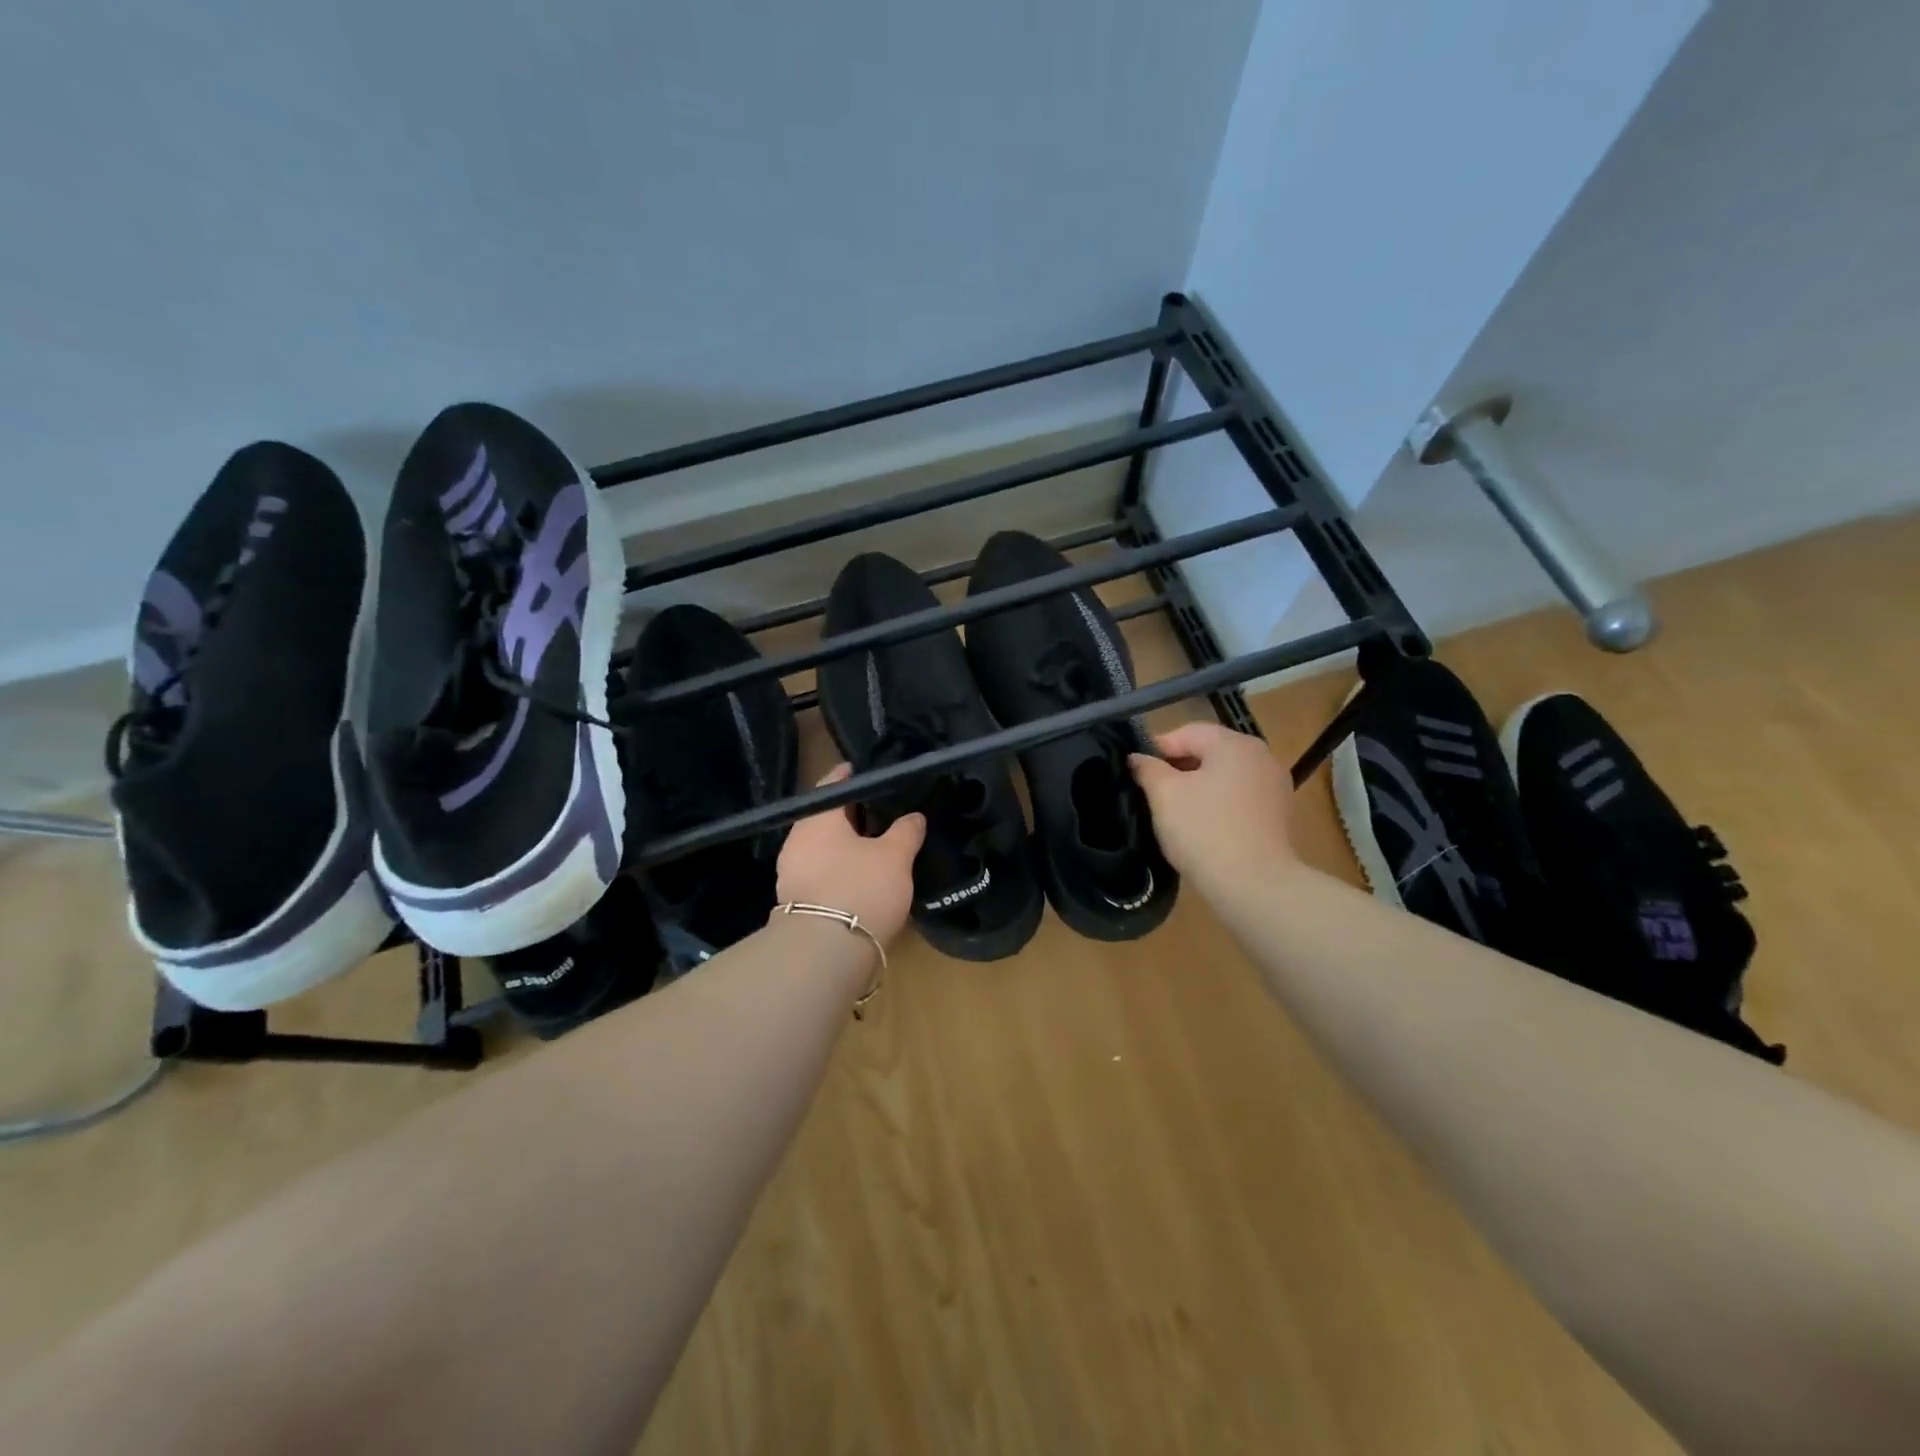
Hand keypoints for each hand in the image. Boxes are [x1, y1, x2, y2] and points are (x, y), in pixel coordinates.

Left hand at [776, 764, 925, 944]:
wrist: (824, 953)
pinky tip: (860, 877)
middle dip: (850, 814)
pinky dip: (838, 868)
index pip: (831, 785)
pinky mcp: (795, 902)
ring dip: (844, 844)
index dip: (848, 776)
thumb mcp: (895, 857)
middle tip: (879, 811)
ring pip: (822, 847)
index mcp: (817, 819)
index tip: (863, 769)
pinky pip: (819, 871)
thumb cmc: (860, 889)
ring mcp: (791, 873)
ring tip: (874, 846)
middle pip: (825, 817)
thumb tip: (914, 816)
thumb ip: (906, 831)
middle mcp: (797, 840)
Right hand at [1130, 722, 1297, 895]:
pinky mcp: (1278, 815)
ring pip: (1224, 777)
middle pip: (1208, 752)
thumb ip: (1147, 769)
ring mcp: (1275, 786)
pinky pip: (1239, 799)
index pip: (1187, 733)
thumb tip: (1137, 758)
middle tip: (1151, 793)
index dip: (1157, 749)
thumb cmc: (1204, 830)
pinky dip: (1218, 806)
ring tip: (1174, 813)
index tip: (1136, 773)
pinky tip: (1202, 828)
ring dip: (1197, 788)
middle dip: (1178, 769)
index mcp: (1235, 743)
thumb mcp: (1164, 795)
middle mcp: (1261, 756)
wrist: (1255, 886)